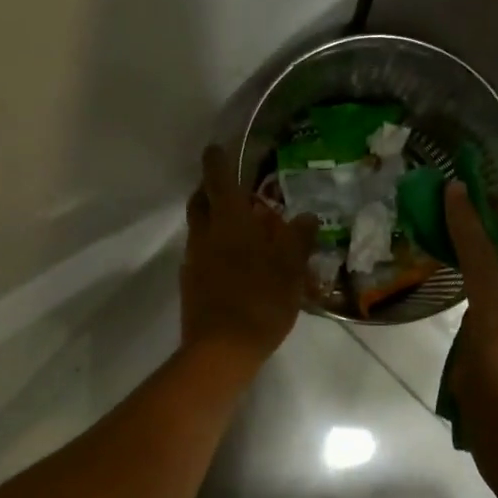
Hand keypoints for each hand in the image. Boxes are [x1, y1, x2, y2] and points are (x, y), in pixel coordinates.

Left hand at [180, 145, 317, 380]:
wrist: (221, 349)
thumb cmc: (260, 301)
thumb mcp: (290, 270)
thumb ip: (298, 240)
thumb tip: (306, 217)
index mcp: (229, 222)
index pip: (218, 178)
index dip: (217, 160)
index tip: (217, 148)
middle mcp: (205, 234)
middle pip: (200, 201)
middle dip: (210, 190)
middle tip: (231, 190)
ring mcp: (193, 260)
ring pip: (199, 229)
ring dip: (213, 221)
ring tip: (240, 230)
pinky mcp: (190, 284)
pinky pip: (200, 255)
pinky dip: (213, 249)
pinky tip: (234, 264)